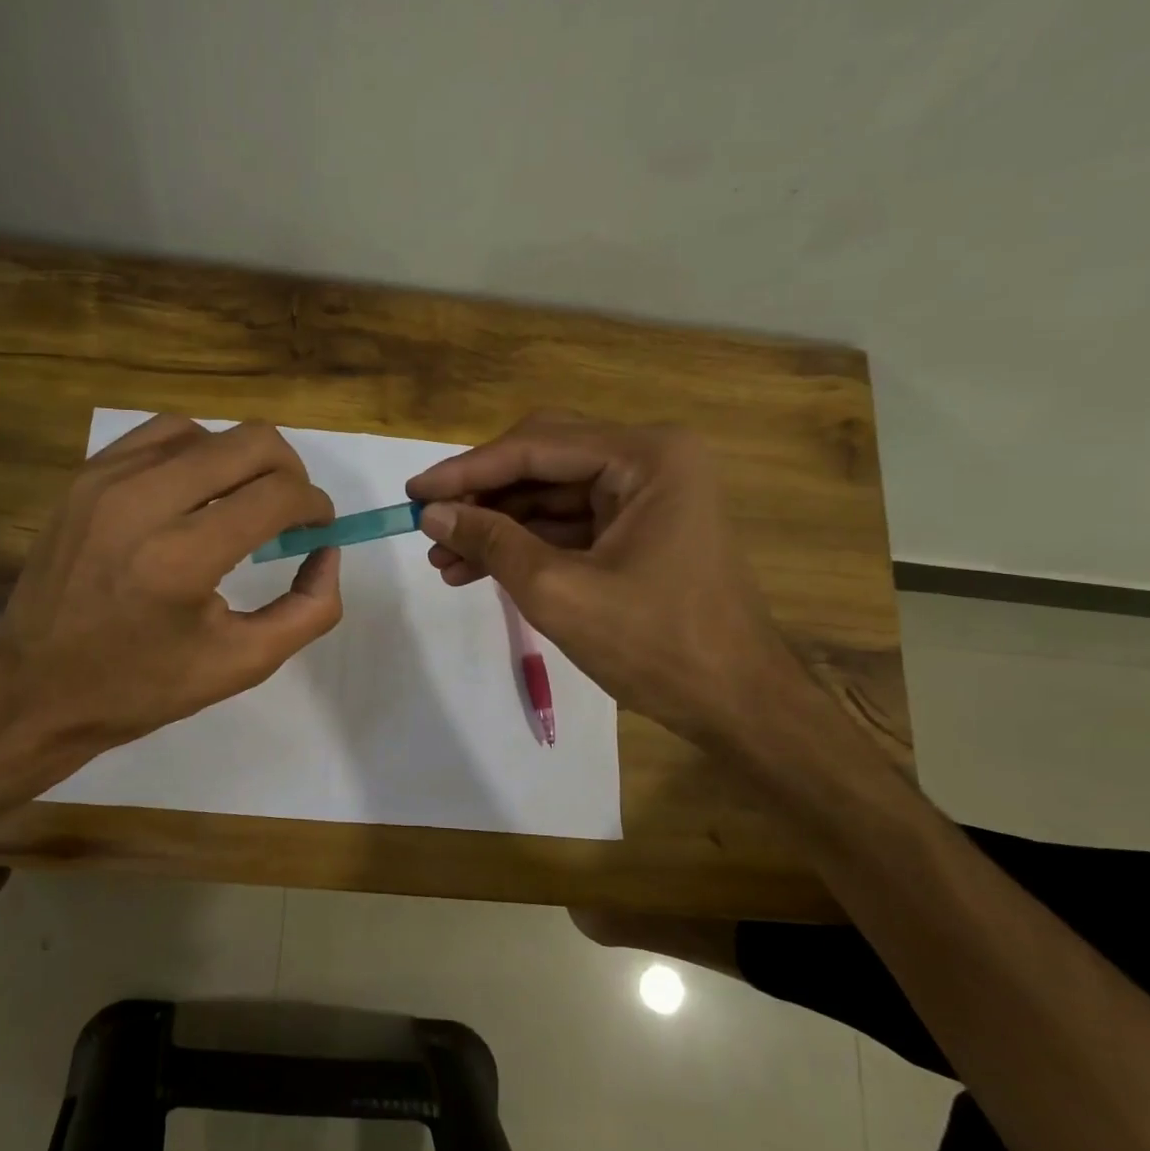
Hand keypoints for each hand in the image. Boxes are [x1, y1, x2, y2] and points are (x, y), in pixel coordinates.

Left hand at [0, 414, 342, 759]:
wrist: (37, 686)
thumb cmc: (143, 686)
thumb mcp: (242, 664)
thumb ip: (308, 609)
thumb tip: (327, 551)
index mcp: (183, 559)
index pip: (278, 495)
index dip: (315, 506)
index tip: (319, 528)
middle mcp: (143, 502)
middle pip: (251, 442)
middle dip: (291, 472)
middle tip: (290, 513)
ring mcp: (107, 480)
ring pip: (208, 431)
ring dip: (241, 460)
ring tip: (241, 502)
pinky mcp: (85, 475)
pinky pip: (160, 435)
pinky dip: (196, 453)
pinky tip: (196, 492)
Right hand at [405, 411, 801, 749]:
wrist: (737, 704)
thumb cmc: (656, 645)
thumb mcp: (559, 592)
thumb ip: (492, 543)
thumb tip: (431, 513)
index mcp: (647, 456)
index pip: (537, 446)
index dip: (467, 470)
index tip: (412, 491)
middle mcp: (650, 460)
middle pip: (543, 460)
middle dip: (482, 496)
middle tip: (428, 522)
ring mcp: (647, 494)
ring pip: (551, 495)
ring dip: (497, 525)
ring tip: (442, 559)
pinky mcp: (639, 528)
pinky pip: (569, 524)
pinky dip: (525, 544)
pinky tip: (477, 569)